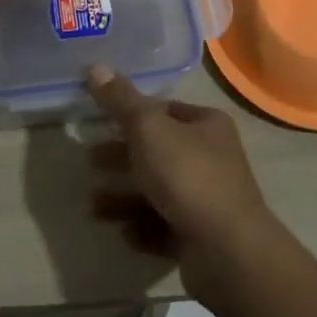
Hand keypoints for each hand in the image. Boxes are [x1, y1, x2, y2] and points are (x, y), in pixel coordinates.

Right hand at [84, 65, 274, 292]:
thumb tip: (95, 66)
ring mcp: (208, 198)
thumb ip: (121, 101)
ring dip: (125, 196)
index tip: (100, 121)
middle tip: (89, 161)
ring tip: (93, 205)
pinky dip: (142, 227)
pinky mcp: (200, 234)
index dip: (132, 113)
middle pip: (159, 151)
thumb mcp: (149, 130)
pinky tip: (123, 232)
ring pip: (158, 190)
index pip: (165, 110)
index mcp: (208, 125)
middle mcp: (213, 157)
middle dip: (122, 157)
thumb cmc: (188, 176)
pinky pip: (163, 225)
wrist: (226, 250)